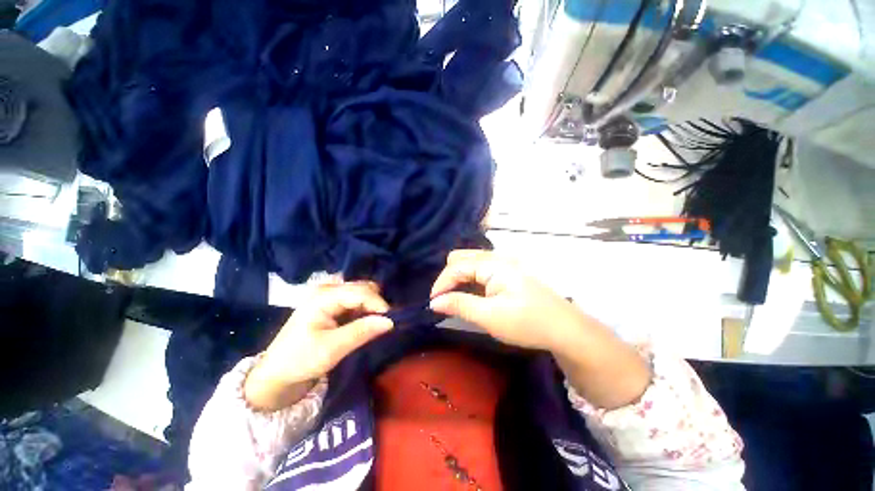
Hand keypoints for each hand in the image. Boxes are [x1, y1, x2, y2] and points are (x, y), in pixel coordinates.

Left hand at [244, 282, 393, 410]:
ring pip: (362, 293)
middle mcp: (328, 290)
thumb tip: (390, 321)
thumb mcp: (332, 349)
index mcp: (323, 296)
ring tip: (377, 324)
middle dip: (377, 304)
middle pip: (363, 288)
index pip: (360, 292)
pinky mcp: (332, 305)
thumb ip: (361, 332)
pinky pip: (356, 301)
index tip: (392, 321)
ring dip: (372, 307)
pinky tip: (367, 322)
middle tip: (385, 323)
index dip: (379, 304)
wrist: (277, 374)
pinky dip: (365, 310)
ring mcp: (329, 296)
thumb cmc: (300, 360)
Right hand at [429, 249, 585, 352]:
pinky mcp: (509, 272)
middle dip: (449, 277)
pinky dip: (471, 280)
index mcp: (493, 263)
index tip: (433, 304)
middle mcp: (497, 257)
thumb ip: (459, 305)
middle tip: (446, 299)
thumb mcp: (489, 317)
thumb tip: (434, 302)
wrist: (566, 330)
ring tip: (456, 298)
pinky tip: (472, 294)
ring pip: (471, 263)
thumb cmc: (527, 322)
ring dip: (459, 278)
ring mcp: (504, 263)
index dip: (441, 284)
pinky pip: (481, 269)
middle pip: (462, 258)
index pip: (456, 266)